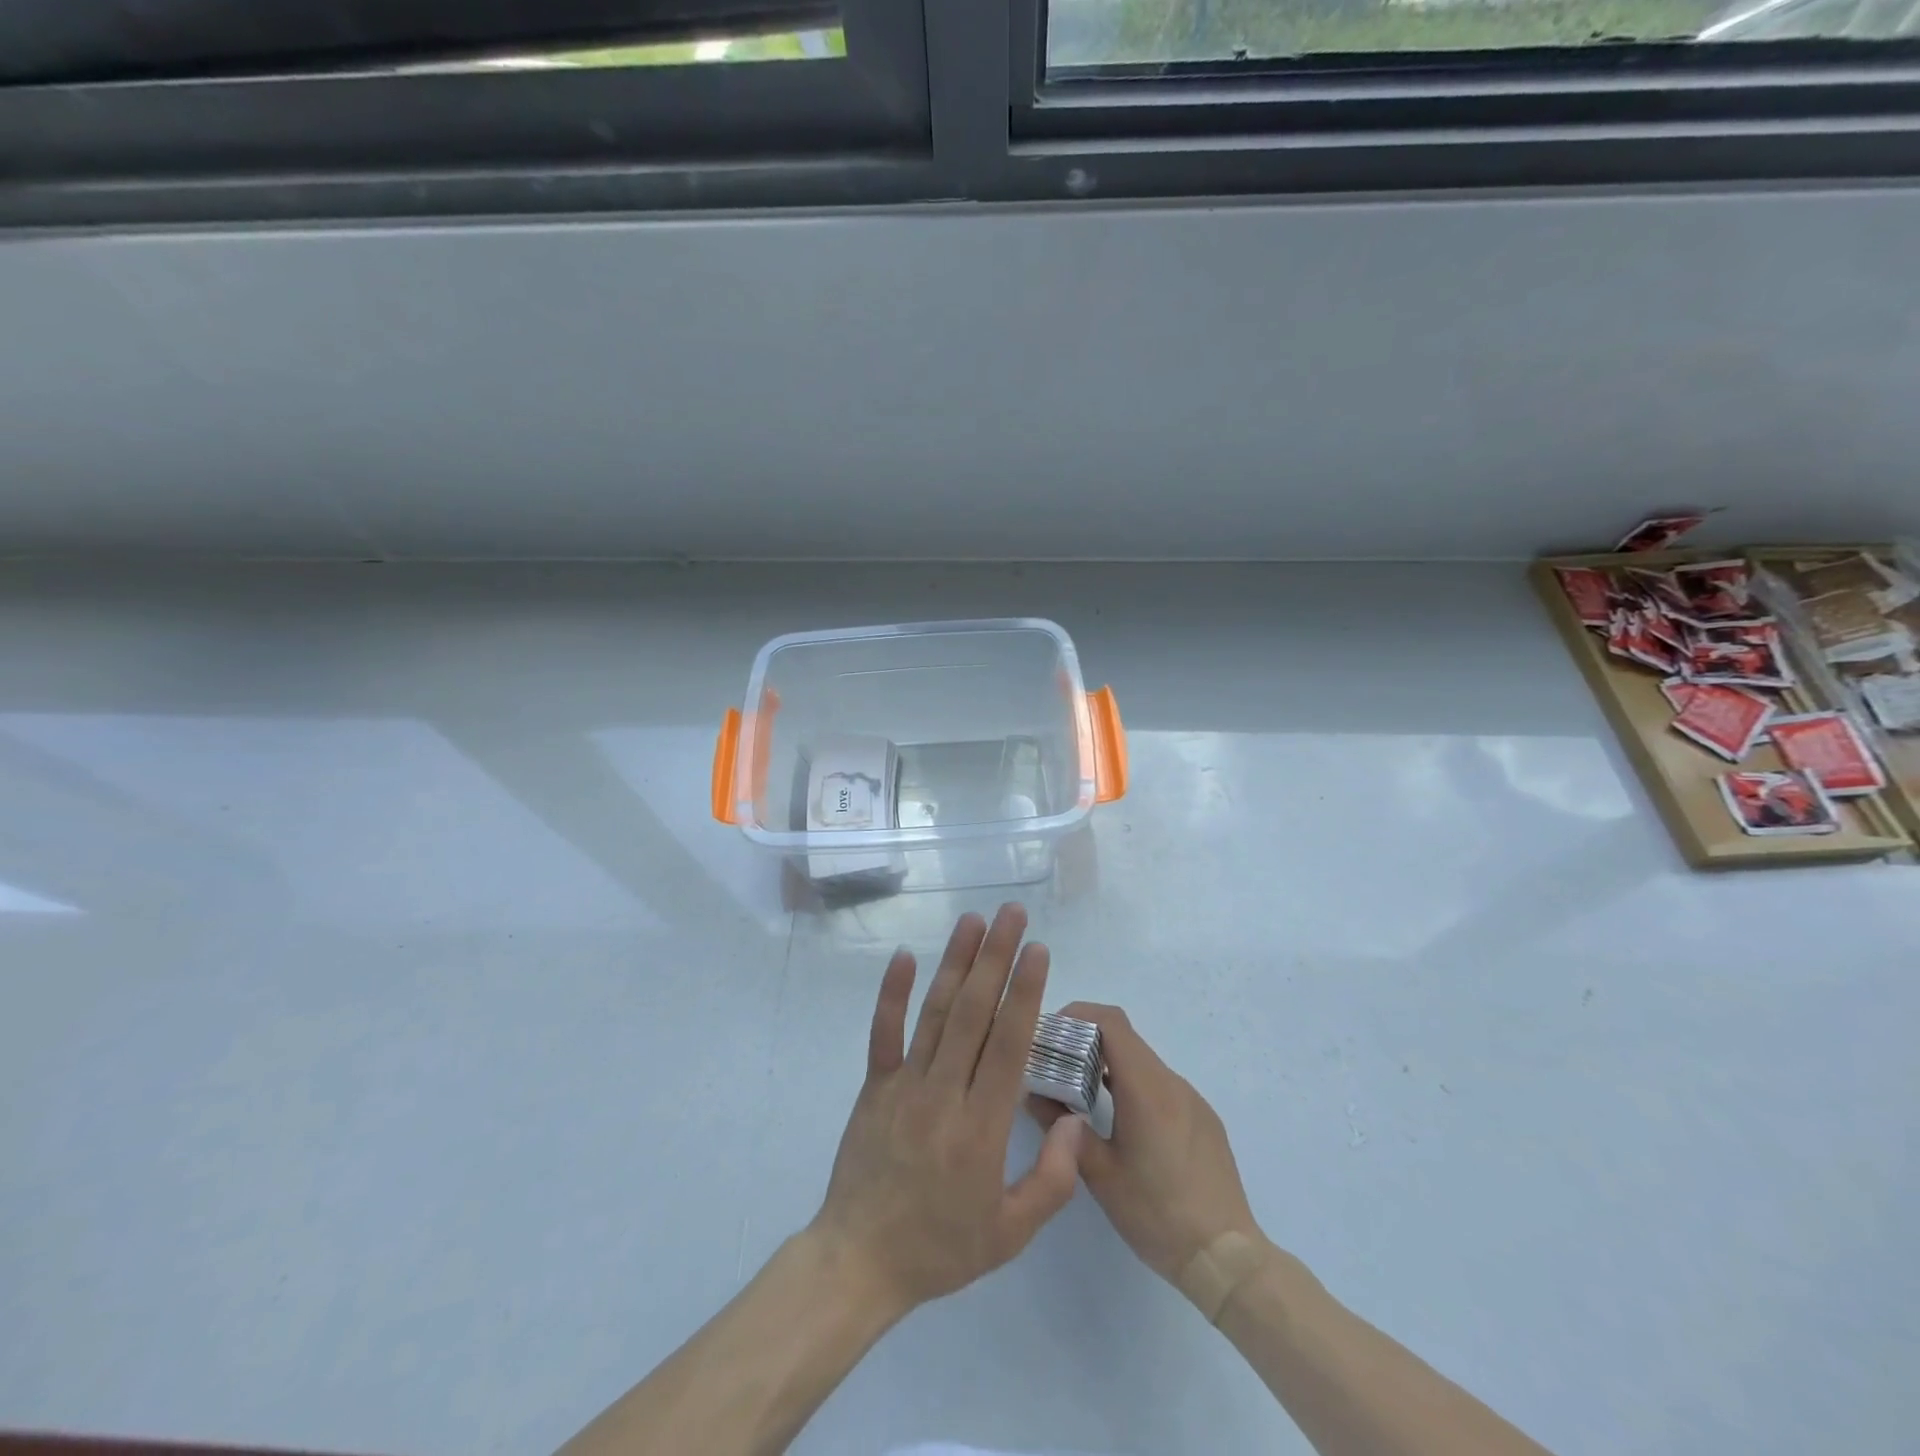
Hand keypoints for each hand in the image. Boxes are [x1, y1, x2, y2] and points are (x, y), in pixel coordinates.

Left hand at [810, 905, 1086, 1318]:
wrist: (860, 1262)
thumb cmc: (941, 1246)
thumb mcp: (1011, 1233)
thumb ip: (1053, 1179)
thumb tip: (1074, 1120)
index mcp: (982, 1127)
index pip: (1008, 1044)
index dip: (1024, 993)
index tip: (1037, 950)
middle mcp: (944, 1093)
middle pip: (974, 1013)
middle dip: (996, 957)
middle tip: (1012, 914)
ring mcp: (905, 1085)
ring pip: (935, 1012)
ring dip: (956, 962)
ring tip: (973, 920)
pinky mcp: (875, 1086)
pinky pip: (883, 1033)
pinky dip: (892, 993)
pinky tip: (903, 956)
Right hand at [1029, 1002, 1262, 1282]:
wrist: (1227, 1258)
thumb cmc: (1157, 1214)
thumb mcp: (1100, 1174)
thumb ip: (1063, 1129)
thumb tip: (1034, 1095)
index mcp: (1146, 1088)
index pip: (1111, 1022)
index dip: (1078, 1014)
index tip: (1051, 1033)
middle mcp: (1172, 1083)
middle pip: (1125, 1039)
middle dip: (1086, 1041)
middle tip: (1056, 1065)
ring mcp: (1192, 1100)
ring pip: (1143, 1063)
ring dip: (1109, 1065)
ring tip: (1081, 1094)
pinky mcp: (1203, 1119)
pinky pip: (1162, 1086)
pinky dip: (1133, 1086)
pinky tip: (1121, 1123)